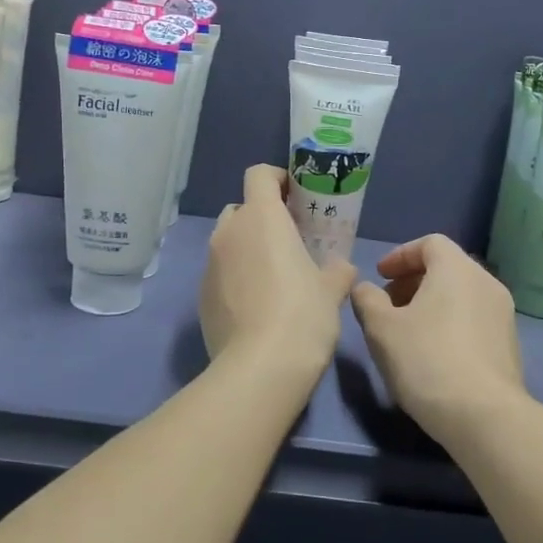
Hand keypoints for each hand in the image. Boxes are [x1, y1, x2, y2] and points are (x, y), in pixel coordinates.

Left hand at [201, 165, 356, 372]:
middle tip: (289, 239)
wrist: (259, 368)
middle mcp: (229, 233)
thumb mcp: (332, 290)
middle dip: (262, 217)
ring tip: (274, 275)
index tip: (296, 197)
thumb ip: (337, 270)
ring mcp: (209, 265)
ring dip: (248, 248)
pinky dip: (236, 278)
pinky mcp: (201, 296)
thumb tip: (341, 268)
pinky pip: (220, 274)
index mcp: (262, 218)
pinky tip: (256, 306)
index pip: (258, 175)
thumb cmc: (303, 315)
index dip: (277, 178)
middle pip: (241, 208)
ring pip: (228, 242)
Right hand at [351, 235, 526, 443]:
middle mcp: (486, 283)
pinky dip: (451, 322)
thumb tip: (366, 289)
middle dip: (414, 281)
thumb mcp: (381, 329)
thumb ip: (367, 300)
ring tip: (408, 331)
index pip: (429, 243)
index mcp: (457, 269)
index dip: (400, 255)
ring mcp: (503, 314)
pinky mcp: (509, 344)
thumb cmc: (426, 360)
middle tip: (388, 304)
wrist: (483, 415)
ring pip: (462, 295)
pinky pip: (474, 318)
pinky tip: (434, 353)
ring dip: (432, 303)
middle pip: (447, 267)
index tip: (380, 276)